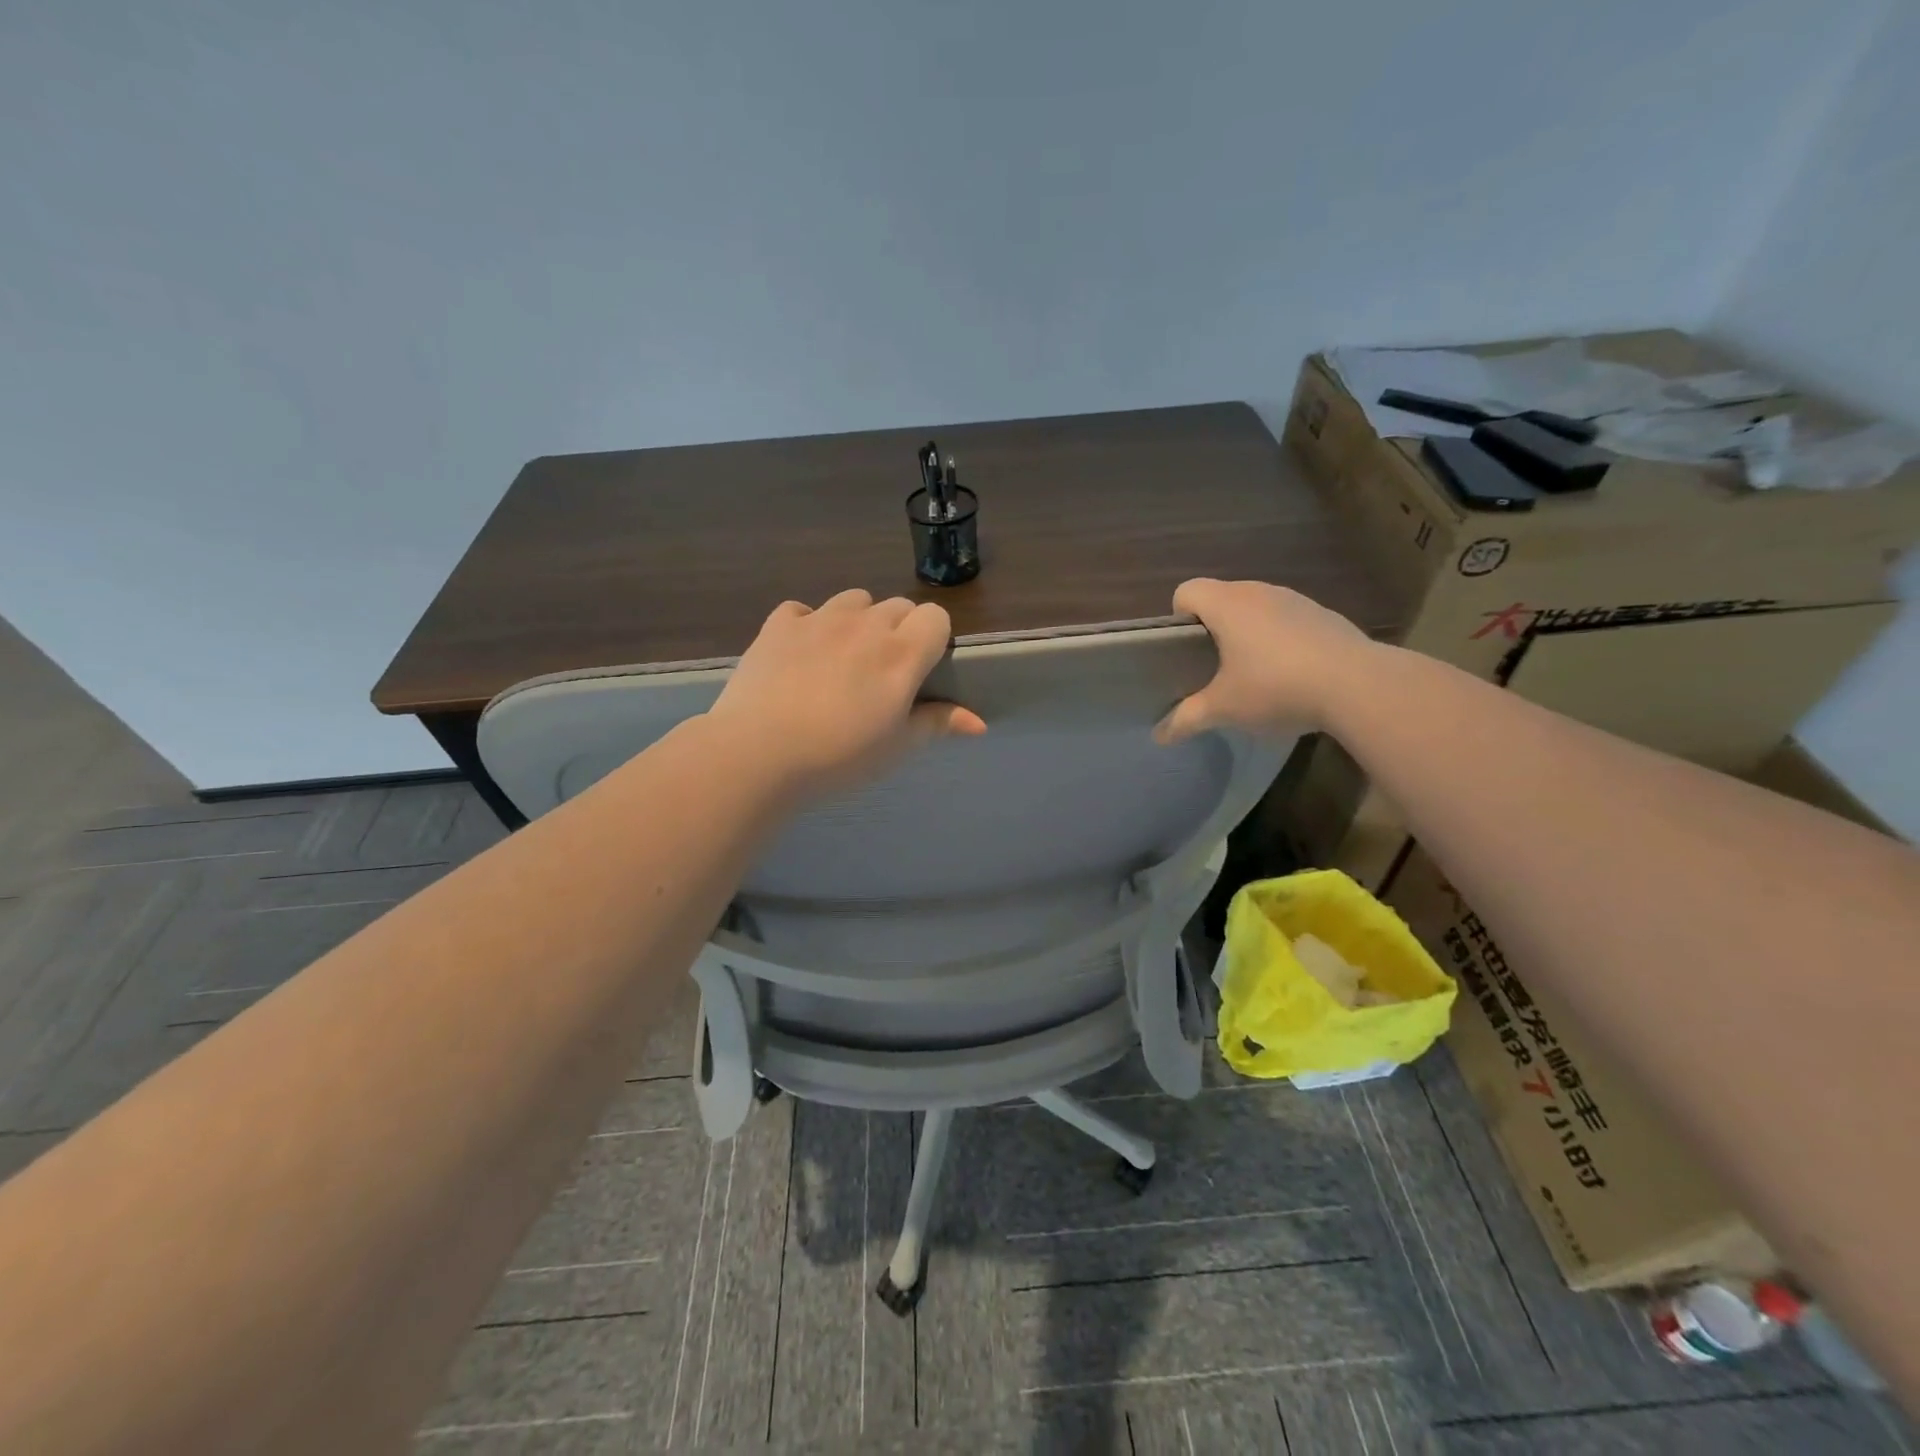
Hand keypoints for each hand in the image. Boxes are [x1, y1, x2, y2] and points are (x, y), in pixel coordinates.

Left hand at [705, 589, 986, 800]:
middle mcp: (865, 625)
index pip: (935, 616)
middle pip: (898, 606)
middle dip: (899, 631)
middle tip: (883, 674)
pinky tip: (801, 654)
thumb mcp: (897, 747)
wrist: (758, 754)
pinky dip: (808, 625)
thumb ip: (938, 724)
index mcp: (901, 653)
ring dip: (859, 621)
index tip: (921, 670)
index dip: (933, 639)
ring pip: (854, 600)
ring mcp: (819, 619)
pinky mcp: (778, 624)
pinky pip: (803, 610)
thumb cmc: (839, 756)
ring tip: (844, 658)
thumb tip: (979, 723)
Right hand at [1155, 578, 1376, 741]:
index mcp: (1227, 604)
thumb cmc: (1276, 687)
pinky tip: (1291, 674)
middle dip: (1212, 629)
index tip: (1184, 652)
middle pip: (1221, 598)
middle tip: (1213, 669)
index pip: (1186, 591)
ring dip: (1247, 633)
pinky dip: (1280, 639)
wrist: (1358, 685)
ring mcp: (1295, 600)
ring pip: (1256, 608)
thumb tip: (1159, 735)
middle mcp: (1258, 591)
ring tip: (1253, 673)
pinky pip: (1287, 620)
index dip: (1178, 618)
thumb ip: (1187, 718)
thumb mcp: (1224, 709)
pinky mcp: (1323, 615)